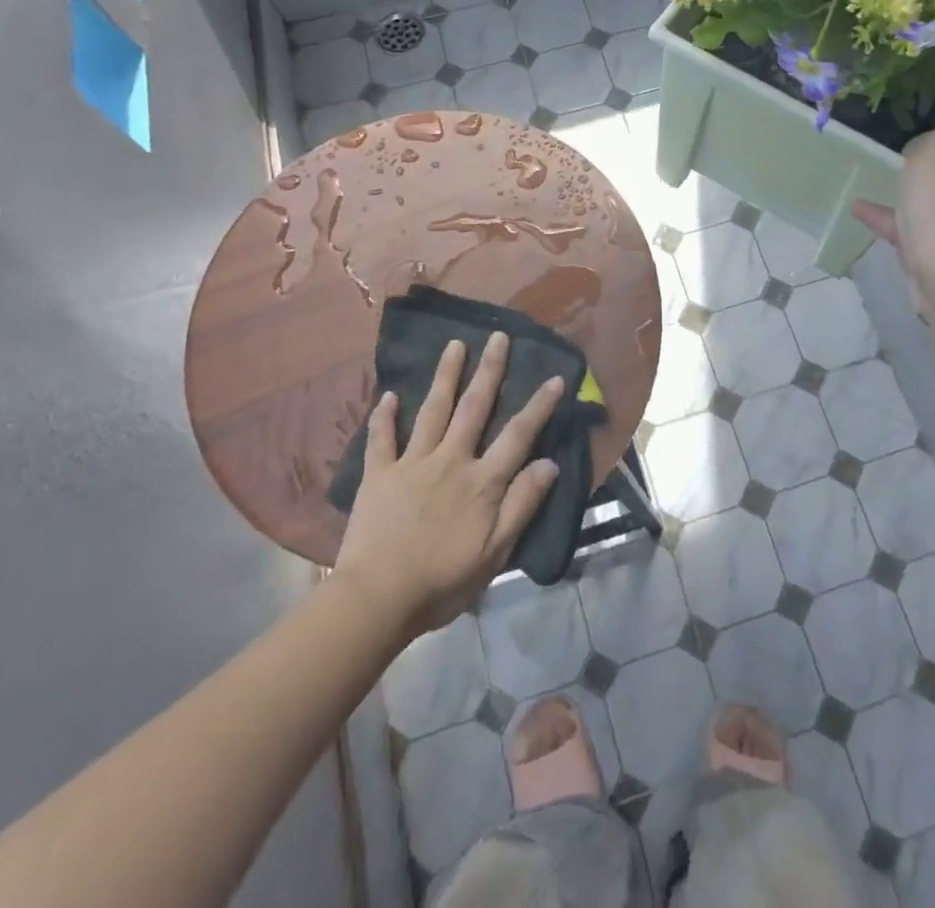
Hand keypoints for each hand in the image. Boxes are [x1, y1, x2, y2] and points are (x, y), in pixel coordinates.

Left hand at [333, 334, 563, 638]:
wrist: (377, 598)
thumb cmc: (442, 581)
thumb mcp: (495, 552)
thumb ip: (522, 504)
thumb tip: (549, 463)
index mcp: (482, 481)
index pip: (518, 434)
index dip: (539, 405)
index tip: (556, 377)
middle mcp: (450, 460)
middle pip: (474, 407)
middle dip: (489, 370)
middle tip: (498, 336)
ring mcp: (412, 463)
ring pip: (432, 409)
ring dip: (445, 375)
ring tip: (455, 344)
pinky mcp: (378, 473)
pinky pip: (381, 438)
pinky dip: (384, 416)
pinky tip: (388, 395)